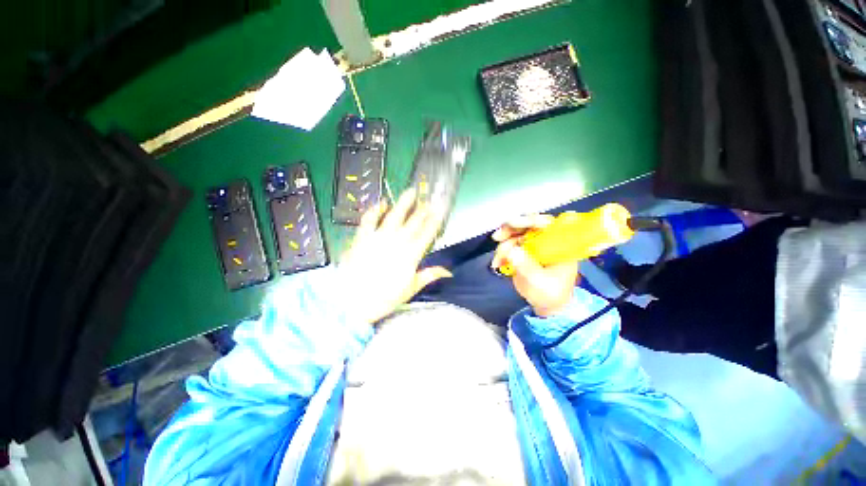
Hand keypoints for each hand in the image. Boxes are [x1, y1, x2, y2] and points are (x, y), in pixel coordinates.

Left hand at [340, 189, 451, 325]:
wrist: (353, 300)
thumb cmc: (383, 299)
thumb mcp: (409, 290)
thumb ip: (427, 276)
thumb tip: (447, 271)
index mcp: (411, 255)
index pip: (426, 234)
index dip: (434, 221)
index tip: (439, 211)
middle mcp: (397, 242)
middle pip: (413, 222)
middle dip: (422, 211)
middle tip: (428, 200)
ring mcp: (378, 237)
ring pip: (394, 215)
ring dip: (403, 203)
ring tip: (411, 192)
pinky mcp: (362, 237)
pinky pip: (369, 219)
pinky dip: (375, 210)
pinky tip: (381, 203)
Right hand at [491, 214, 578, 316]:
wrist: (548, 306)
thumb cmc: (551, 294)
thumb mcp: (541, 283)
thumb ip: (527, 268)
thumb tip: (512, 251)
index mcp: (561, 244)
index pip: (548, 224)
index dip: (532, 220)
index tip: (515, 224)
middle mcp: (549, 239)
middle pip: (530, 223)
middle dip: (513, 227)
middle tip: (499, 236)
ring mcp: (537, 244)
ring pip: (518, 233)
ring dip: (505, 242)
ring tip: (499, 259)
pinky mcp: (526, 251)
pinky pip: (511, 244)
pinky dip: (502, 251)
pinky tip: (498, 263)